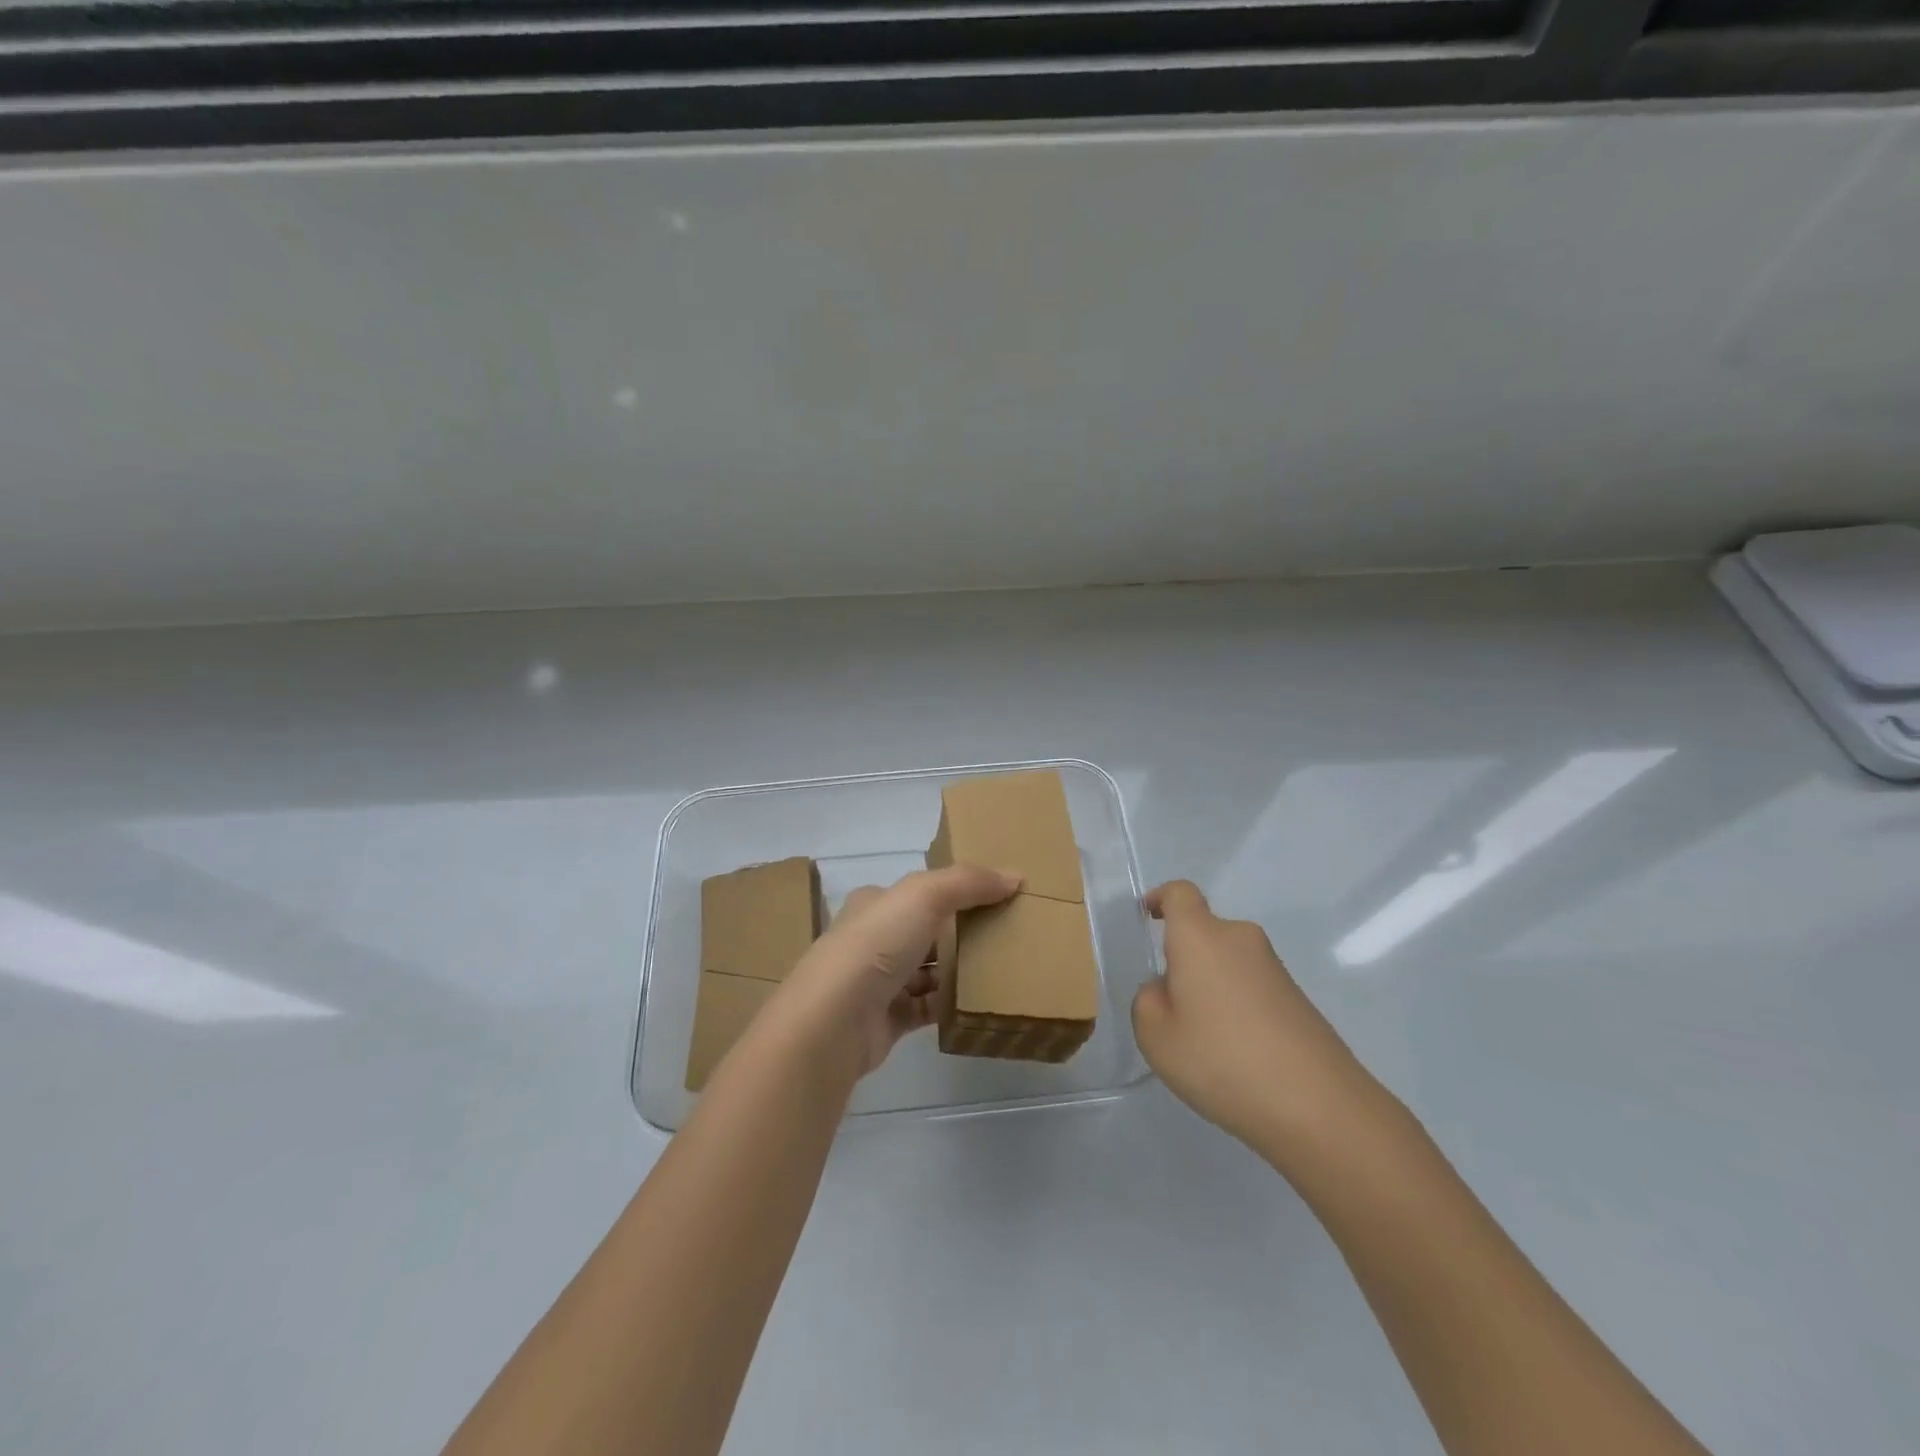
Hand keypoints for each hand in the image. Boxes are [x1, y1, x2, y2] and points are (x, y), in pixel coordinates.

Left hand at [777, 864, 1021, 1079]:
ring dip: (958, 971)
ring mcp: (878, 983)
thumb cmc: (876, 945)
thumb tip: (1015, 877)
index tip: (994, 897)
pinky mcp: (887, 1020)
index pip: (918, 893)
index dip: (954, 892)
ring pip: (928, 971)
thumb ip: (968, 882)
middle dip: (961, 933)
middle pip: (926, 932)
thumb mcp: (923, 896)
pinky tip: (979, 1003)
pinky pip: (927, 1008)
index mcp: (875, 904)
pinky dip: (950, 1005)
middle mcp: (873, 940)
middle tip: (1006, 934)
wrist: (834, 1020)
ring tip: (1001, 968)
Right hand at [1131, 880, 1379, 1149]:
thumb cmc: (1222, 1059)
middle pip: (1204, 932)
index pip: (1180, 893)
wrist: (1318, 1105)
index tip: (1148, 918)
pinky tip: (1237, 1054)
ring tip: (1204, 1040)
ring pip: (1228, 962)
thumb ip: (1148, 1001)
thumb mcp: (1156, 1036)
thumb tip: (1167, 989)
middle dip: (1183, 958)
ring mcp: (1274, 968)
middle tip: (1170, 1007)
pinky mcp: (1297, 997)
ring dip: (1211, 986)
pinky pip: (1252, 986)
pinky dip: (1237, 1006)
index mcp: (1201, 937)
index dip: (1161, 898)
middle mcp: (1240, 939)